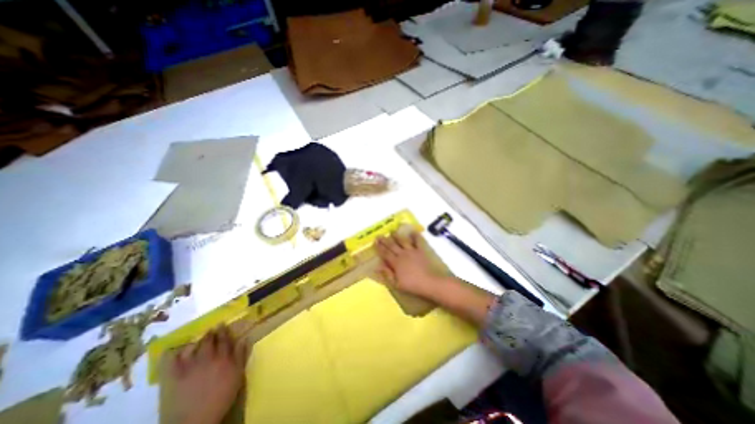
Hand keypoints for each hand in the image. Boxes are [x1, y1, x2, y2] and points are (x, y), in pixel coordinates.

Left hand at [167, 325, 247, 423]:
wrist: (196, 420)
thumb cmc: (222, 397)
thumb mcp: (238, 376)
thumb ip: (241, 356)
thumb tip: (245, 339)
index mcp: (224, 358)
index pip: (225, 340)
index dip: (224, 331)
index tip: (223, 324)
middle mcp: (208, 358)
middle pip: (209, 341)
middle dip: (210, 334)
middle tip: (211, 329)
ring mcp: (190, 367)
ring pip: (192, 348)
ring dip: (196, 342)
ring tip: (197, 340)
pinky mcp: (174, 377)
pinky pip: (172, 361)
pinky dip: (174, 354)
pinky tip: (175, 351)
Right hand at [375, 232, 443, 298]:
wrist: (429, 282)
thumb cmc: (412, 285)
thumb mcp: (396, 284)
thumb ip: (387, 274)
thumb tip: (377, 267)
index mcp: (396, 262)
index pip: (385, 253)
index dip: (379, 248)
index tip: (375, 242)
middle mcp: (402, 254)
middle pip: (392, 246)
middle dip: (384, 240)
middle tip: (379, 235)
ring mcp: (412, 251)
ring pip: (402, 241)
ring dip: (396, 236)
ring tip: (392, 231)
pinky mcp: (420, 251)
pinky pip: (418, 241)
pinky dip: (415, 236)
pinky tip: (413, 231)